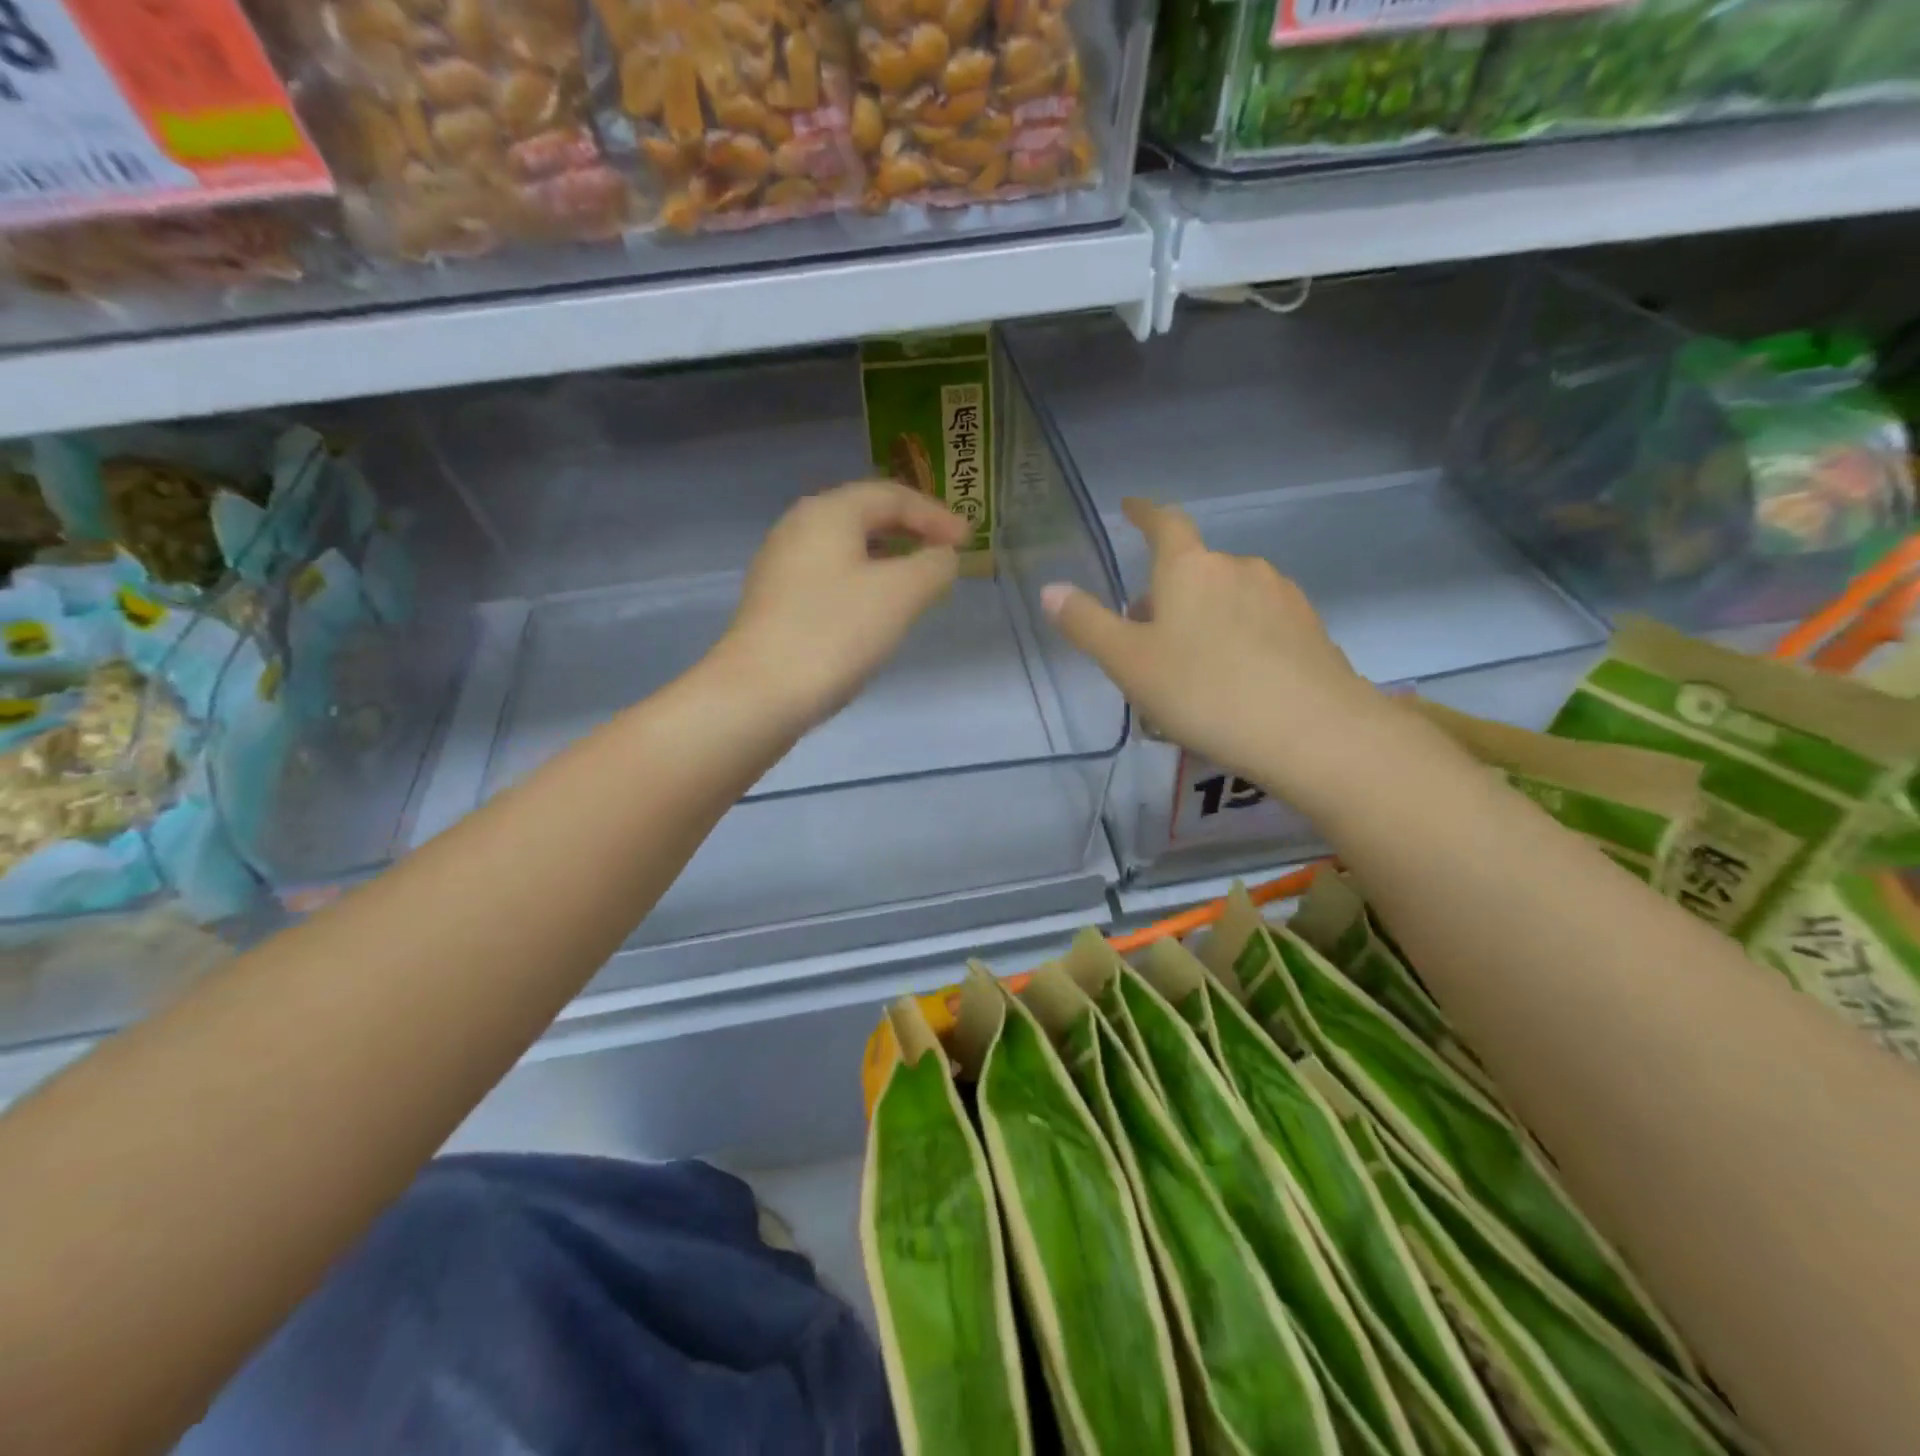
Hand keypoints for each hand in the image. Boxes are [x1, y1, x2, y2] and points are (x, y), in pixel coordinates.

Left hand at [714, 480, 969, 730]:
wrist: (760, 694)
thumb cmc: (834, 633)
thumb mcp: (900, 594)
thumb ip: (932, 566)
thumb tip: (942, 557)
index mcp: (828, 512)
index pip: (891, 495)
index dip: (935, 515)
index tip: (969, 541)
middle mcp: (799, 528)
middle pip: (865, 516)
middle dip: (910, 532)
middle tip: (945, 555)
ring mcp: (781, 566)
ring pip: (846, 549)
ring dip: (887, 559)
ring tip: (917, 583)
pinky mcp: (776, 602)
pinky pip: (830, 577)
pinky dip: (863, 582)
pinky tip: (876, 611)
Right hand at [1042, 498, 1383, 793]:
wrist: (1311, 731)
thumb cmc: (1205, 692)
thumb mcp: (1129, 664)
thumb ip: (1087, 624)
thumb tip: (1050, 589)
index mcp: (1189, 568)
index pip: (1164, 523)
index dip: (1144, 513)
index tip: (1131, 507)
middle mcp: (1237, 567)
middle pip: (1193, 568)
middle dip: (1167, 591)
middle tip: (1145, 635)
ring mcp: (1280, 594)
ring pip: (1227, 596)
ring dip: (1204, 616)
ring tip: (1191, 666)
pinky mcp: (1309, 626)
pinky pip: (1259, 620)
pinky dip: (1238, 636)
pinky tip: (1235, 678)